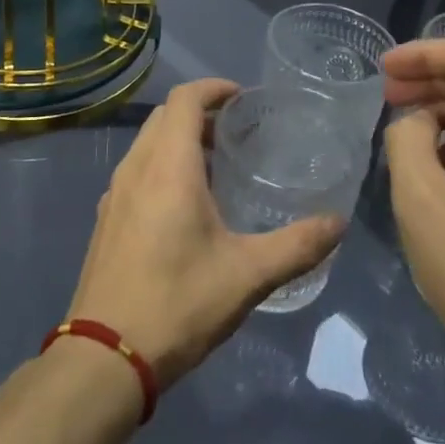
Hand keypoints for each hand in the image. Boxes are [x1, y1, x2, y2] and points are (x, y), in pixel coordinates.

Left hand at [67, 79, 346, 389]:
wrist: (106, 355)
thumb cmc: (178, 303)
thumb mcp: (247, 275)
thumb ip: (297, 245)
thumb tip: (338, 223)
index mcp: (167, 166)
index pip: (185, 99)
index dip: (213, 88)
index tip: (242, 97)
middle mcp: (136, 168)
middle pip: (164, 117)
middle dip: (199, 112)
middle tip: (235, 131)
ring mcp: (115, 194)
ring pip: (146, 144)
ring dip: (178, 140)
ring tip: (215, 165)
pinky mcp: (106, 219)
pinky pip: (136, 171)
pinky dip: (161, 165)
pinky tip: (184, 205)